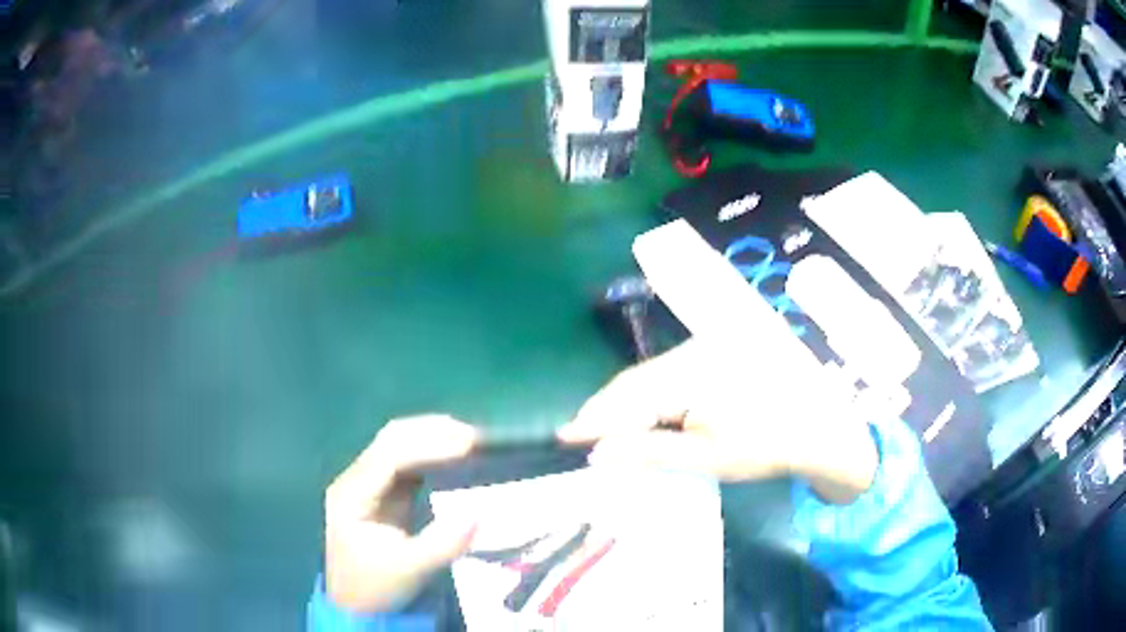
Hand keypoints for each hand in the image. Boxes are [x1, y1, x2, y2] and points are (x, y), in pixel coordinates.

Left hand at [324, 415, 478, 612]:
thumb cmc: (376, 585)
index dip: (429, 445)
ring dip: (434, 439)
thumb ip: (442, 543)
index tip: (468, 445)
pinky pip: (409, 462)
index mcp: (352, 494)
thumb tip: (479, 513)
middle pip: (392, 439)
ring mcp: (369, 484)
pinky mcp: (384, 493)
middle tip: (475, 438)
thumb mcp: (409, 568)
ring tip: (472, 442)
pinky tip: (457, 458)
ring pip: (400, 445)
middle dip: (432, 432)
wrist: (357, 604)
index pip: (389, 456)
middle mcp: (357, 479)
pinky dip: (433, 455)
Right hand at [560, 338, 877, 502]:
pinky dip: (648, 394)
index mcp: (695, 372)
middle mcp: (696, 348)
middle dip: (604, 409)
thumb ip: (649, 451)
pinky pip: (667, 371)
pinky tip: (639, 411)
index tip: (564, 435)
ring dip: (624, 402)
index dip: (595, 418)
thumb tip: (598, 452)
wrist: (817, 424)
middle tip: (576, 434)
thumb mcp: (707, 457)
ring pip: (649, 375)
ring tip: (599, 427)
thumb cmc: (765, 446)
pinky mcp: (713, 350)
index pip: (630, 396)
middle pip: (636, 381)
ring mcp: (705, 345)